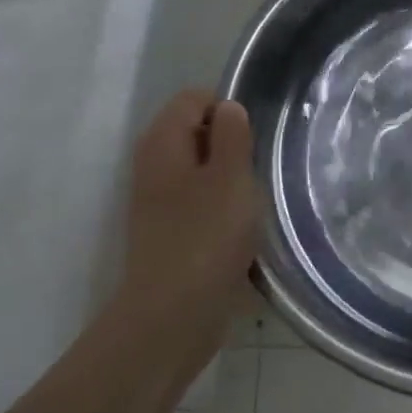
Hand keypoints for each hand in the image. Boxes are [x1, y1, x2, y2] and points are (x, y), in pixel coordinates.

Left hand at [111, 90, 260, 359]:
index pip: (194, 98)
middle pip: (197, 133)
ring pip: (202, 171)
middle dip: (232, 146)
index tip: (254, 142)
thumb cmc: (206, 237)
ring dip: (231, 181)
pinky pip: (201, 203)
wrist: (173, 313)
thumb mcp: (231, 177)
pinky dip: (222, 209)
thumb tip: (228, 108)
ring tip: (253, 203)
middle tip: (257, 173)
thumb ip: (232, 135)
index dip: (228, 110)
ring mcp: (158, 200)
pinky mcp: (170, 231)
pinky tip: (241, 231)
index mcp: (163, 142)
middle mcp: (154, 164)